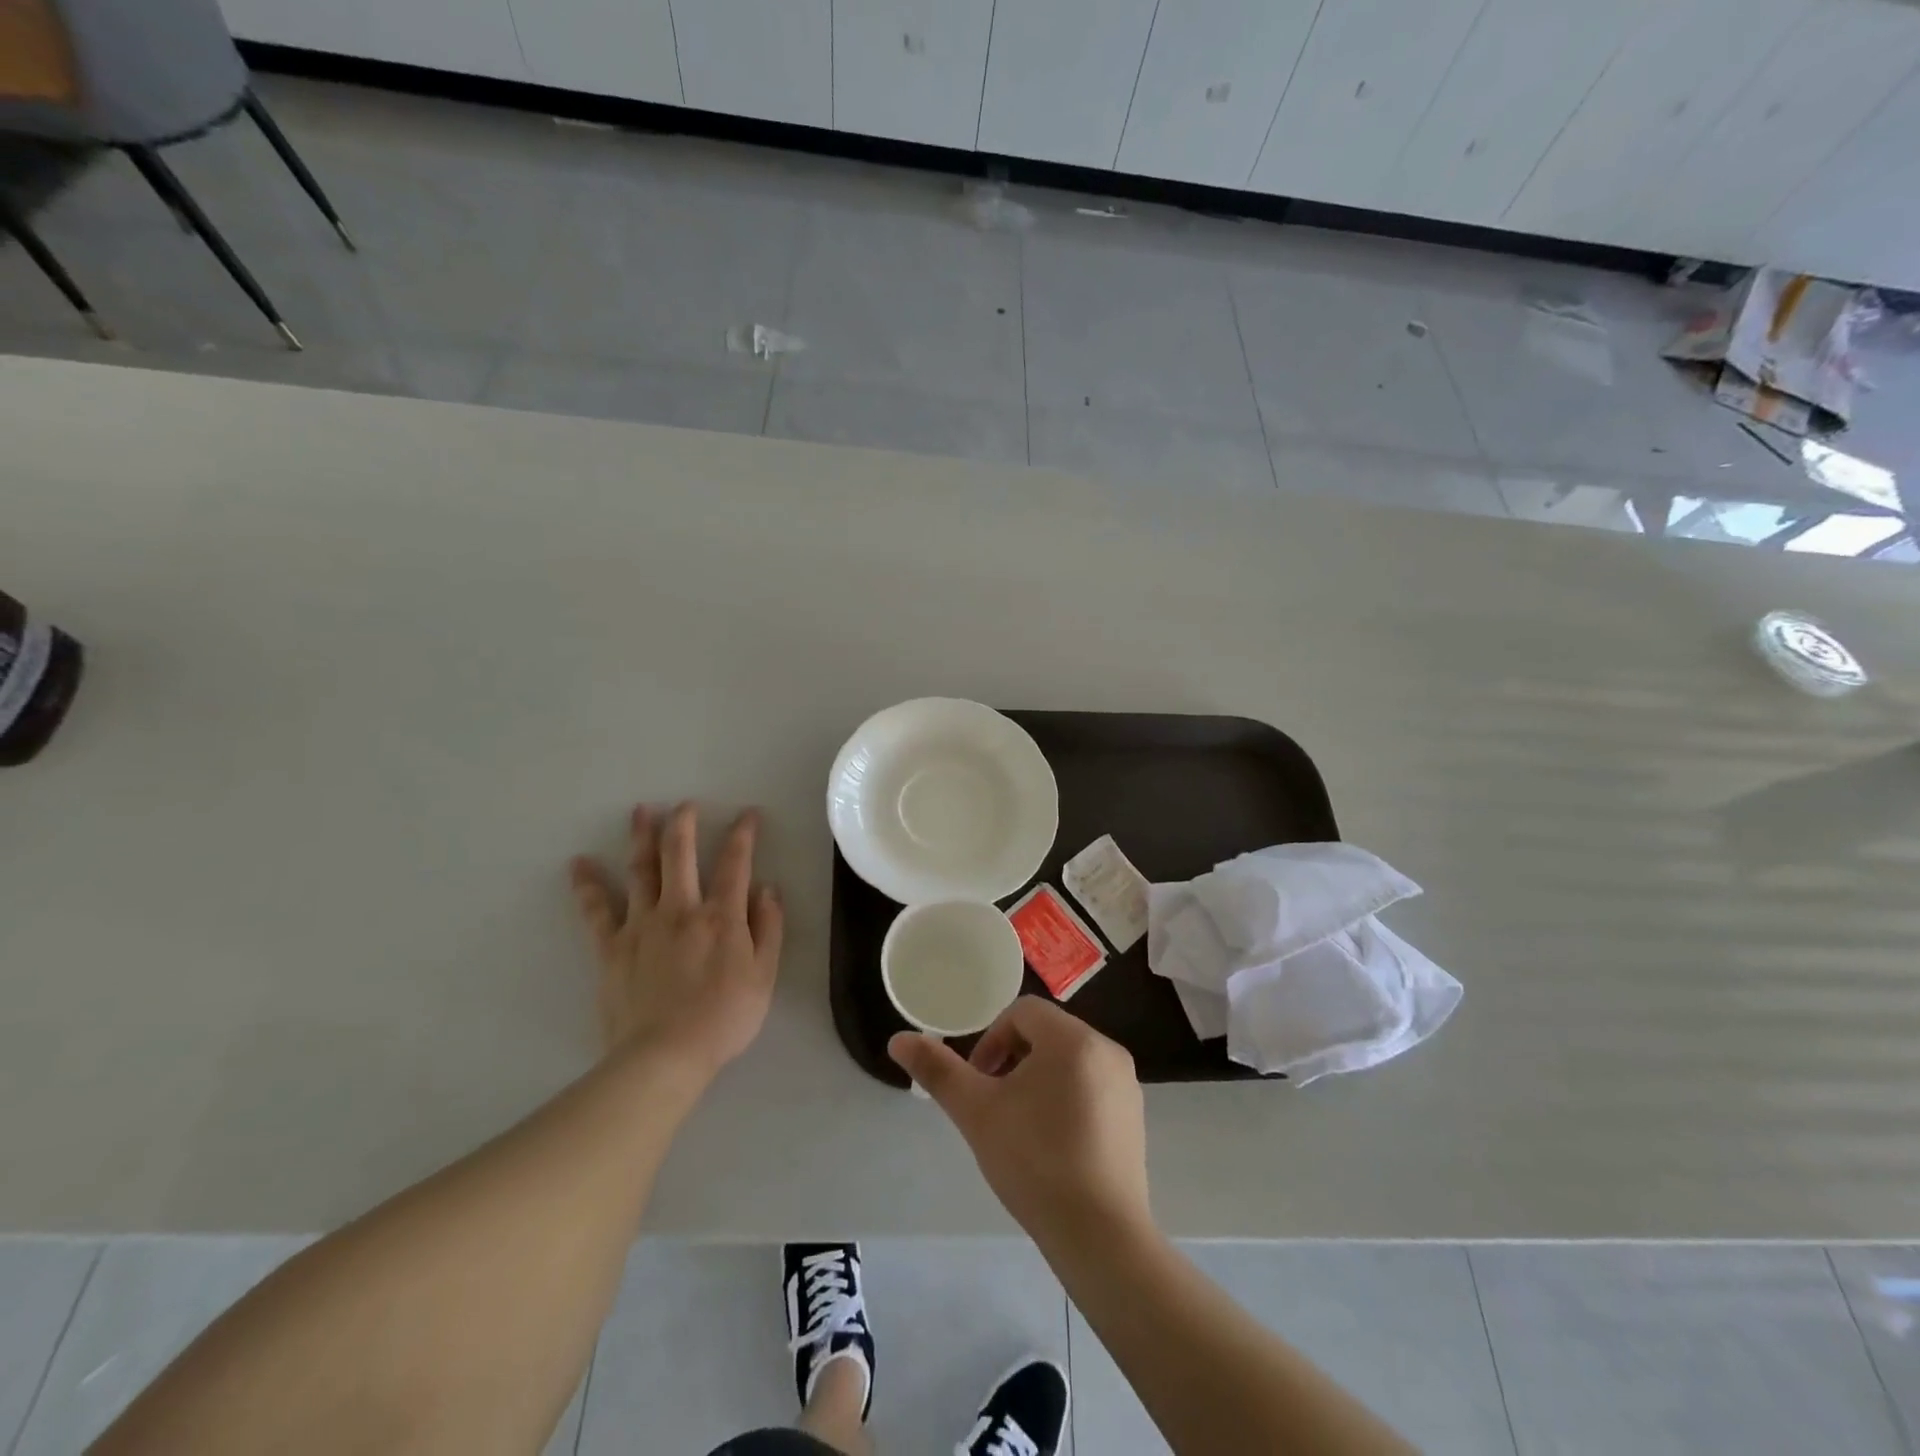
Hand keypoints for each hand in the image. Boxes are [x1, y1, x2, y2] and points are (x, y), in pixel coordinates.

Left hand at [570, 803, 784, 1079]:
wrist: (665, 1056)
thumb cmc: (724, 1018)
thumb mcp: (764, 975)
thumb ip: (769, 927)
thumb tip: (768, 888)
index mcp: (722, 916)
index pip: (736, 863)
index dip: (743, 834)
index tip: (748, 814)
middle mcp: (682, 909)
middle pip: (680, 854)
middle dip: (684, 823)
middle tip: (685, 803)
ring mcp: (643, 924)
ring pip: (641, 870)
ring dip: (641, 837)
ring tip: (640, 811)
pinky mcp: (612, 947)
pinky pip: (596, 910)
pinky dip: (587, 885)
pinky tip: (578, 863)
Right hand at [889, 997, 1150, 1248]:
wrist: (1100, 1235)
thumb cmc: (1034, 1161)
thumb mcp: (977, 1112)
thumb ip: (938, 1070)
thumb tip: (899, 1038)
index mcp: (1072, 1038)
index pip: (1022, 1012)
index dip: (991, 1040)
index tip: (979, 1083)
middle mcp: (1106, 1049)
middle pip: (1047, 1034)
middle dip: (1012, 1060)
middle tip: (994, 1106)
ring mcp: (1126, 1084)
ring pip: (1069, 1061)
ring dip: (1037, 1080)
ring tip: (1020, 1127)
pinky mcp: (1135, 1117)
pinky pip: (1091, 1087)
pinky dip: (1066, 1100)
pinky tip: (1052, 1146)